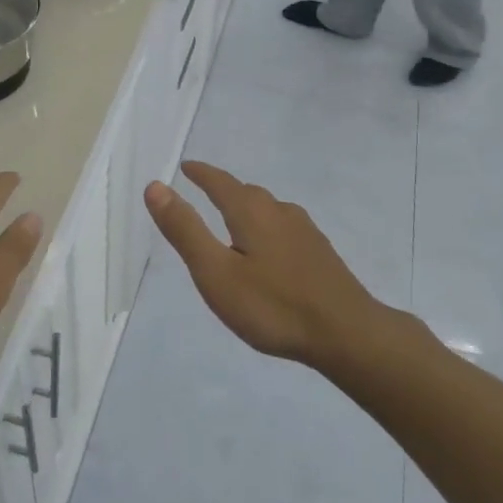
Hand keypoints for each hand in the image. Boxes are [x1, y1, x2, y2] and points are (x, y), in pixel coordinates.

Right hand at [144, 161, 385, 364]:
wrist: (346, 334)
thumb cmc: (272, 305)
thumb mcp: (216, 272)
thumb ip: (185, 230)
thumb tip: (155, 186)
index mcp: (251, 212)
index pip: (220, 182)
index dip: (201, 174)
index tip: (186, 167)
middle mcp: (280, 212)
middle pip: (246, 193)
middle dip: (223, 189)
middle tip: (204, 192)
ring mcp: (305, 232)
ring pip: (268, 210)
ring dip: (247, 208)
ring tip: (233, 221)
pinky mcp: (320, 253)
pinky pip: (284, 228)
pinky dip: (266, 228)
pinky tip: (269, 251)